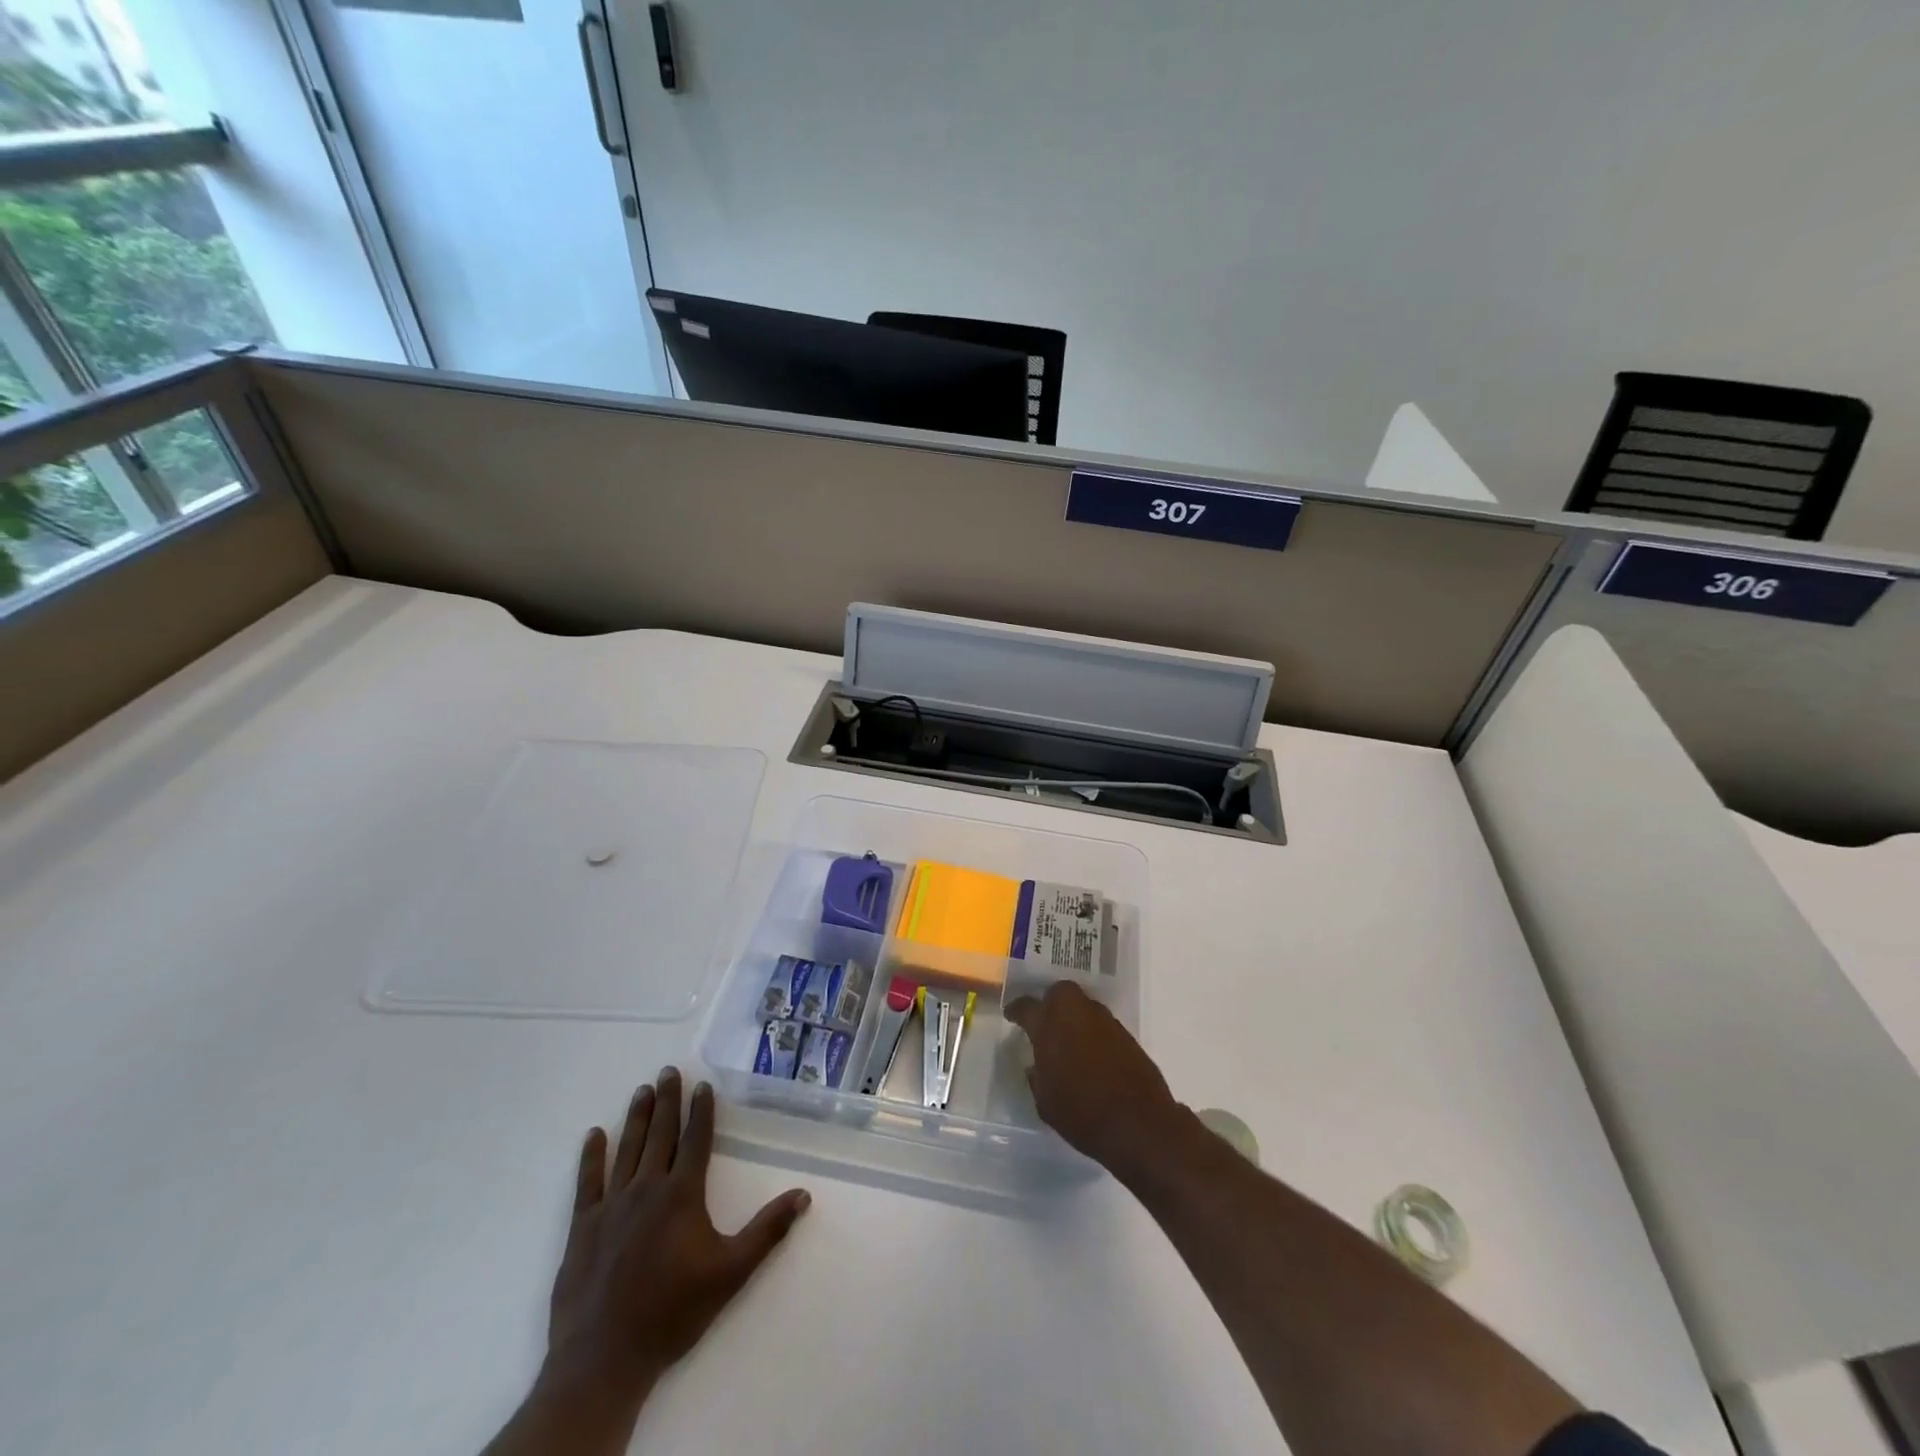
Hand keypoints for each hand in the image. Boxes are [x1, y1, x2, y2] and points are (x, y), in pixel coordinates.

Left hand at [546, 1068, 810, 1392]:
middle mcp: (647, 1189)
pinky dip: (591, 1156)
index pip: (695, 1140)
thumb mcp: (730, 1273)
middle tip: (667, 1071)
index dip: (701, 1111)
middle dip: (666, 1101)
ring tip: (641, 1090)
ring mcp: (611, 1206)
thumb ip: (767, 1231)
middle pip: (660, 1135)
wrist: (604, 1359)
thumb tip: (803, 1194)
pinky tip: (593, 1135)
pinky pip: (587, 1182)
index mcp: (682, 1195)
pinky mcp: (582, 1228)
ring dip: (636, 1117)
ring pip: (627, 1149)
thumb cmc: (672, 1312)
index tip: (701, 1084)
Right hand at [1004, 982, 1184, 1178]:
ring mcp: (1105, 1021)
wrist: (1138, 1122)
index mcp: (1049, 1026)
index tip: (1011, 1014)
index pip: (1026, 1007)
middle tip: (1045, 1021)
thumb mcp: (1045, 1101)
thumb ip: (1037, 1077)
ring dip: (1073, 1017)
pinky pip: (1101, 1024)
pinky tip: (1090, 1053)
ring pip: (1083, 1005)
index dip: (1016, 1010)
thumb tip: (1036, 1066)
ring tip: (1068, 1040)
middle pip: (1060, 992)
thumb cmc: (1081, 1113)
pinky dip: (1092, 1032)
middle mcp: (1076, 1014)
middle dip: (1050, 1001)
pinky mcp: (1126, 1034)